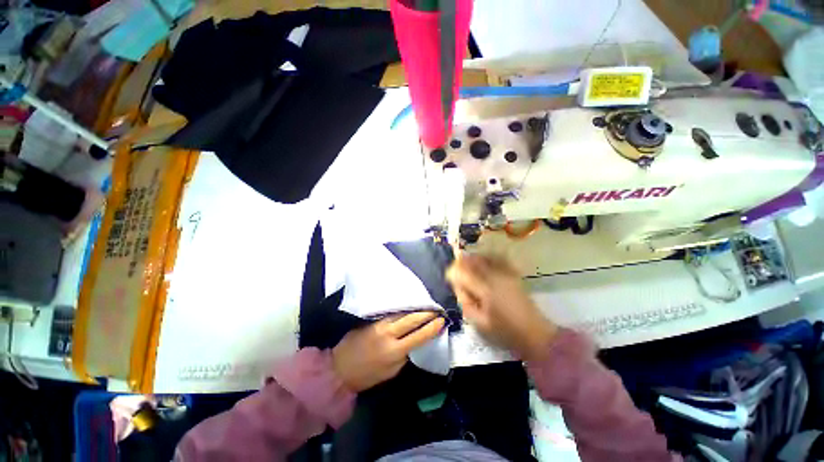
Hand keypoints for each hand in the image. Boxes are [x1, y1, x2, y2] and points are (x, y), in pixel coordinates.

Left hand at [332, 312, 444, 392]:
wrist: (340, 368)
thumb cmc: (368, 375)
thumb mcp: (391, 372)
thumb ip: (404, 355)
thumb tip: (414, 341)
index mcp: (395, 352)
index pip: (419, 336)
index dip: (432, 327)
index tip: (442, 320)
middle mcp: (388, 334)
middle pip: (412, 319)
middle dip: (426, 313)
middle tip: (436, 307)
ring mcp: (379, 324)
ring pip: (402, 312)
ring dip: (415, 307)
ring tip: (425, 303)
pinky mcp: (372, 319)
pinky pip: (391, 312)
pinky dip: (402, 308)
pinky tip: (408, 304)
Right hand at [446, 253, 557, 360]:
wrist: (535, 333)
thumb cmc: (505, 331)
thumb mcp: (479, 322)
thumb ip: (465, 303)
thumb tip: (459, 287)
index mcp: (485, 289)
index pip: (462, 273)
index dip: (452, 273)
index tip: (449, 278)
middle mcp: (495, 276)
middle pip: (472, 261)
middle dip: (461, 263)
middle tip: (456, 271)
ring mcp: (506, 273)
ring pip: (484, 257)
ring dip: (473, 259)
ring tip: (467, 265)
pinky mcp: (513, 274)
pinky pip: (498, 259)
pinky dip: (488, 257)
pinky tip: (484, 262)